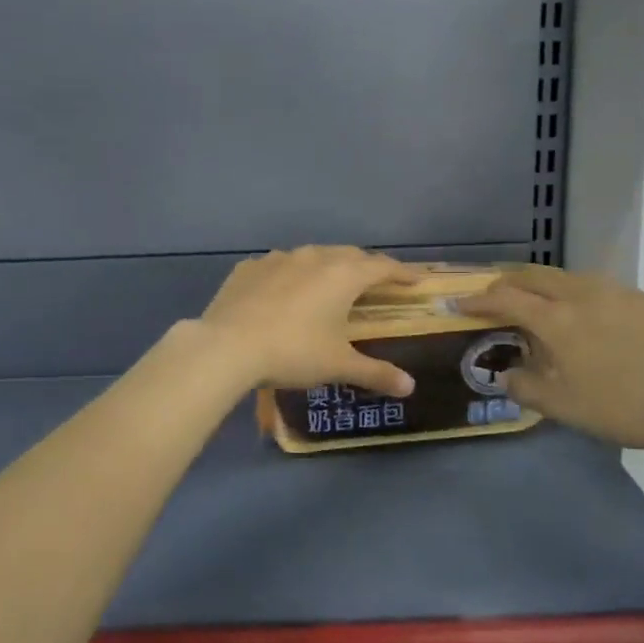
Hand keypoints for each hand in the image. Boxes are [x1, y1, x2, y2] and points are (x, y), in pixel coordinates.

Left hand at [196, 246, 415, 397]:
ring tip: (330, 284)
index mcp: (342, 275)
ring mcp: (278, 259)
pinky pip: (278, 267)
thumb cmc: (293, 352)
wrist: (227, 346)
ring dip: (327, 267)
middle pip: (349, 255)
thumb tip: (410, 387)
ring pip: (312, 256)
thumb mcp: (338, 366)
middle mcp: (313, 257)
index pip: (382, 267)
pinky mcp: (249, 268)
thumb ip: (376, 373)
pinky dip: (290, 276)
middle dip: (366, 267)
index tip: (415, 280)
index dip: (402, 273)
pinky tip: (284, 292)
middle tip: (375, 282)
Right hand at [457, 264, 643, 453]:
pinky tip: (585, 317)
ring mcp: (617, 293)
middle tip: (493, 297)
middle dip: (507, 282)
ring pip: (566, 277)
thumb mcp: (564, 407)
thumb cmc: (625, 406)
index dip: (478, 300)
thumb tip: (506, 374)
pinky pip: (595, 287)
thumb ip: (526, 388)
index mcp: (557, 320)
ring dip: (541, 285)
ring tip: (537, 305)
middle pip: (534, 276)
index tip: (460, 305)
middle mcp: (582, 294)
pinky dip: (573, 294)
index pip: (505, 299)